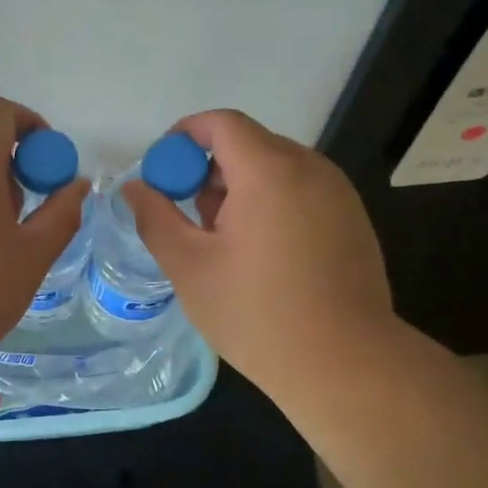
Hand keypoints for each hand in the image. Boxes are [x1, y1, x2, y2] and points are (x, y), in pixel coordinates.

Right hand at [121, 110, 400, 397]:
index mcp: (269, 171)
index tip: (162, 173)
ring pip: (276, 168)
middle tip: (189, 220)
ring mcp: (338, 193)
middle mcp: (310, 168)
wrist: (344, 363)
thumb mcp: (189, 267)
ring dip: (240, 189)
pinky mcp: (353, 219)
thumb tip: (134, 187)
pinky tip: (263, 256)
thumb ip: (155, 218)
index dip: (184, 137)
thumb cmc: (256, 314)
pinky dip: (271, 204)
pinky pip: (301, 191)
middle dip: (209, 170)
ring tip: (225, 244)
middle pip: (249, 143)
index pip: (221, 123)